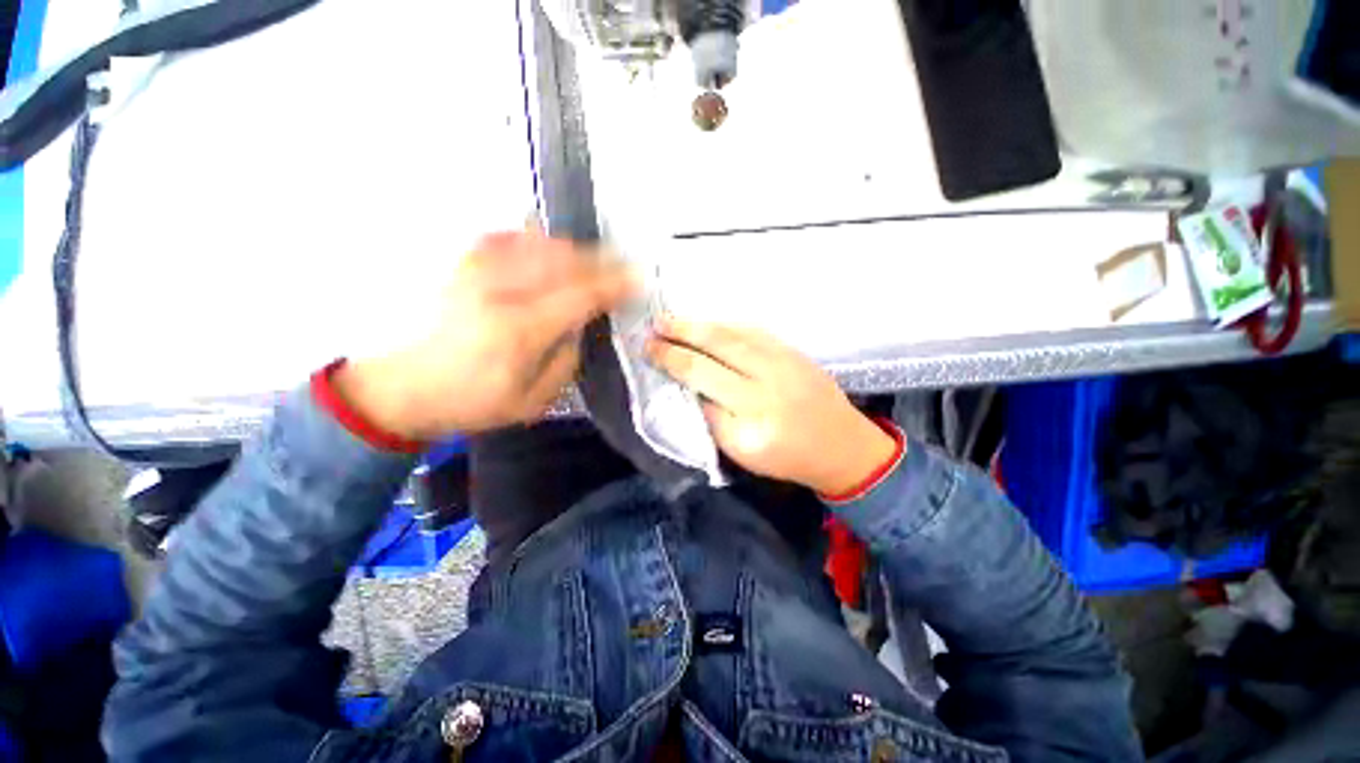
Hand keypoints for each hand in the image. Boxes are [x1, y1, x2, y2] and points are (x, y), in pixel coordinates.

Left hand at [334, 230, 633, 439]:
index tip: (637, 279)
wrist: (402, 389)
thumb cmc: (471, 402)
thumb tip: (581, 327)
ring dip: (574, 249)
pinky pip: (505, 238)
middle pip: (564, 261)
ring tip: (593, 259)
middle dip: (602, 260)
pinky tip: (546, 244)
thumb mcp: (532, 402)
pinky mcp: (462, 268)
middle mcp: (500, 292)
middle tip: (624, 265)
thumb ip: (566, 362)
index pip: (581, 295)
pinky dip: (533, 237)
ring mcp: (477, 274)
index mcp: (521, 331)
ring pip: (538, 244)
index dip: (614, 284)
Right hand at [647, 319, 896, 495]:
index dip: (673, 362)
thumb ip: (712, 416)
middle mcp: (768, 380)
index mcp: (753, 413)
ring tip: (671, 318)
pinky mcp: (793, 351)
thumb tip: (688, 385)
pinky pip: (754, 330)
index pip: (702, 378)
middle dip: (680, 335)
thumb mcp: (741, 450)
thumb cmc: (785, 456)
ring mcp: (784, 360)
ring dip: (699, 324)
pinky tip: (708, 322)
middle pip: (717, 349)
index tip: (650, 350)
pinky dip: (726, 324)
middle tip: (653, 327)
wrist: (841, 445)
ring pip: (734, 334)